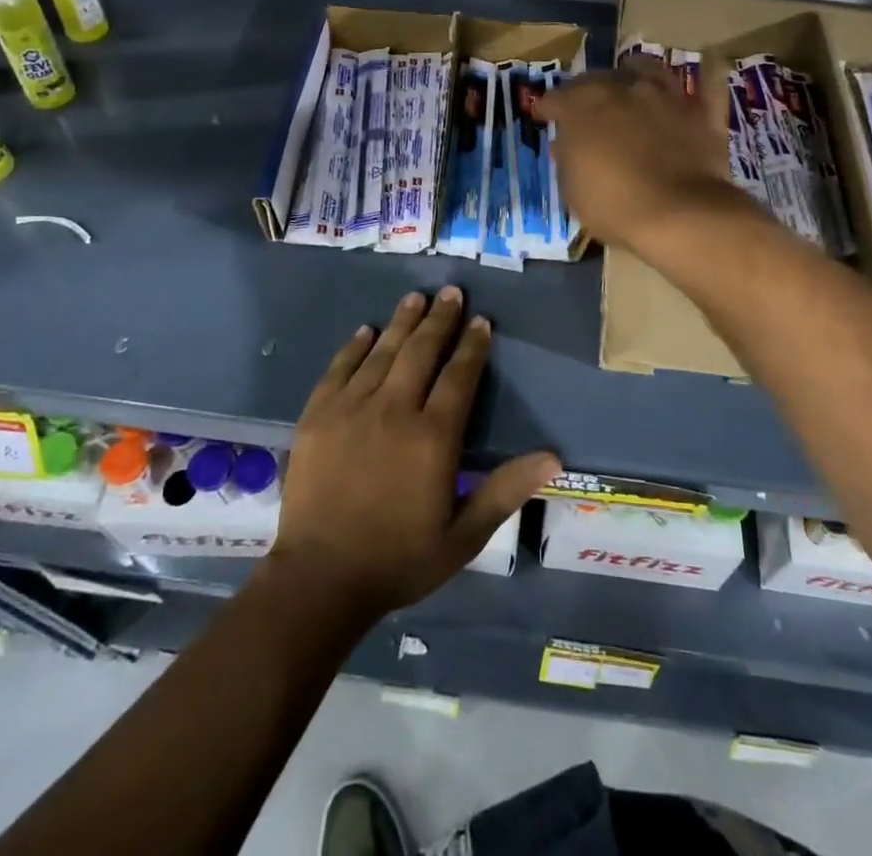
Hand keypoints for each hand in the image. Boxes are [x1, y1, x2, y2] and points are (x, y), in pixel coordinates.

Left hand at [269, 288, 559, 619]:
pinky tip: (365, 331)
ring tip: (415, 297)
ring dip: (402, 322)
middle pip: (421, 352)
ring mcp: (351, 409)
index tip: (481, 321)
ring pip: (383, 352)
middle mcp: (394, 410)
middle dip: (440, 319)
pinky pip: (339, 369)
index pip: (459, 376)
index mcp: (432, 437)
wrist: (320, 580)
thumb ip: (506, 490)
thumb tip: (553, 457)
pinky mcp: (317, 416)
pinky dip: (354, 347)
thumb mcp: (464, 536)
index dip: (472, 346)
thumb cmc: (399, 559)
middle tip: (451, 292)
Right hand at [533, 62, 742, 254]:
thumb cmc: (614, 205)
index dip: (547, 107)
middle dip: (586, 89)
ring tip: (632, 72)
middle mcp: (623, 89)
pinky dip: (710, 70)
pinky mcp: (701, 113)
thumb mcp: (573, 190)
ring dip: (636, 70)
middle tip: (582, 103)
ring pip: (648, 68)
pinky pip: (710, 84)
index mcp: (583, 107)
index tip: (543, 115)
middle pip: (599, 78)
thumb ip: (569, 159)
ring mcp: (666, 97)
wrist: (680, 214)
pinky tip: (711, 59)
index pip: (556, 98)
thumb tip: (566, 144)